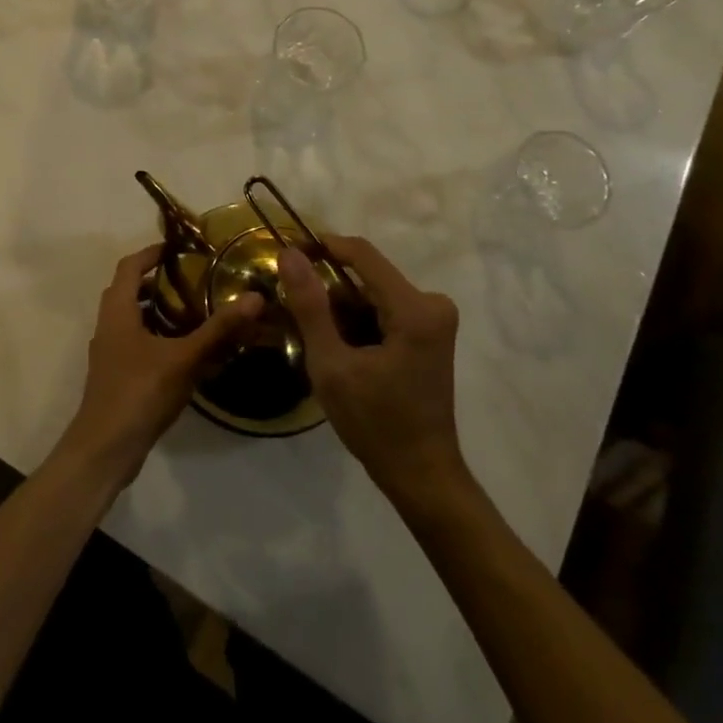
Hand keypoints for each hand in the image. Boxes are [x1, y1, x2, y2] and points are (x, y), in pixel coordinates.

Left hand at [57, 244, 263, 489]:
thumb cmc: (139, 392)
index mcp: (118, 311)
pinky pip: (134, 341)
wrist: (105, 449)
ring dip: (155, 309)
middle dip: (155, 280)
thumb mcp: (184, 358)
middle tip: (190, 278)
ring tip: (190, 310)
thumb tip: (254, 298)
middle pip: (128, 290)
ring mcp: (109, 352)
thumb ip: (218, 329)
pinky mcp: (114, 375)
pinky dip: (154, 335)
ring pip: (130, 318)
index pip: (129, 266)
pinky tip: (181, 351)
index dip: (151, 253)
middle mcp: (108, 325)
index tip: (178, 248)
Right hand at [280, 236, 464, 501]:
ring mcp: (435, 319)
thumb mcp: (331, 365)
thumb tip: (290, 254)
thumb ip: (310, 306)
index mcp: (414, 309)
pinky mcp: (430, 333)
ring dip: (342, 307)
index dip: (323, 247)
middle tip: (295, 310)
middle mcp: (433, 304)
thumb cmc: (376, 424)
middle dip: (329, 287)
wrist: (422, 475)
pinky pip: (385, 308)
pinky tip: (340, 347)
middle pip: (368, 275)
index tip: (288, 254)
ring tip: (315, 335)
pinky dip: (359, 320)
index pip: (363, 254)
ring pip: (374, 292)